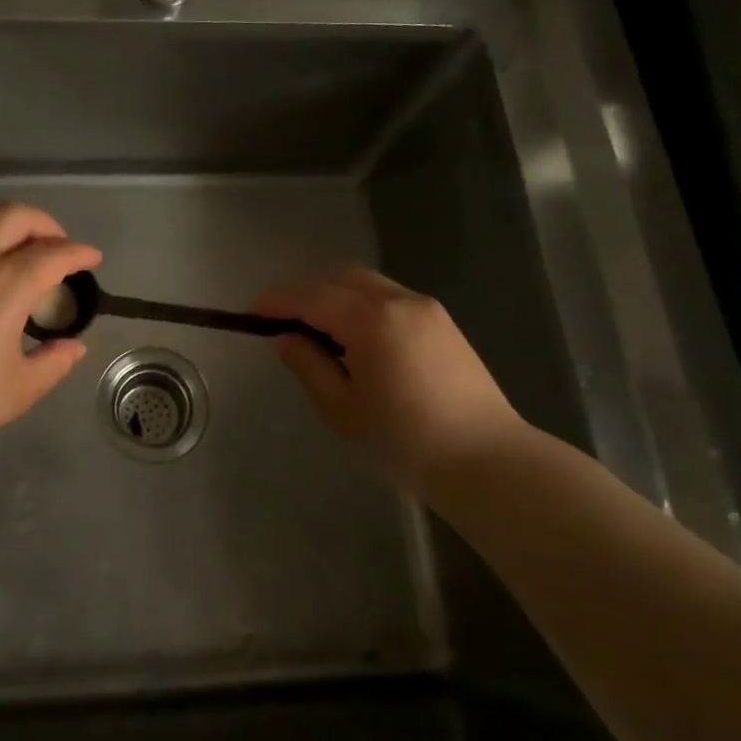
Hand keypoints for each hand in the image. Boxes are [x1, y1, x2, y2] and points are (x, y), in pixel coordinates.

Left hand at [0, 202, 101, 464]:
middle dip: (46, 225)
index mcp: (6, 283)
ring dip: (12, 229)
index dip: (79, 253)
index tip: (92, 258)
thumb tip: (73, 347)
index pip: (53, 253)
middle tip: (60, 250)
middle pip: (16, 215)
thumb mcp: (17, 391)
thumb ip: (53, 363)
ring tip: (25, 259)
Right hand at [253, 266, 524, 496]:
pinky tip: (355, 339)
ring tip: (316, 331)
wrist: (489, 463)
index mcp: (372, 320)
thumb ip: (309, 365)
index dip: (277, 301)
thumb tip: (287, 338)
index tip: (250, 313)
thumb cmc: (406, 442)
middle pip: (340, 277)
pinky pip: (389, 298)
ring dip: (334, 296)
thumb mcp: (342, 410)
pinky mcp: (443, 324)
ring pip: (367, 284)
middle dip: (306, 291)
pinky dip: (361, 305)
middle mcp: (400, 301)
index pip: (312, 296)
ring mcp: (427, 309)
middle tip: (282, 320)